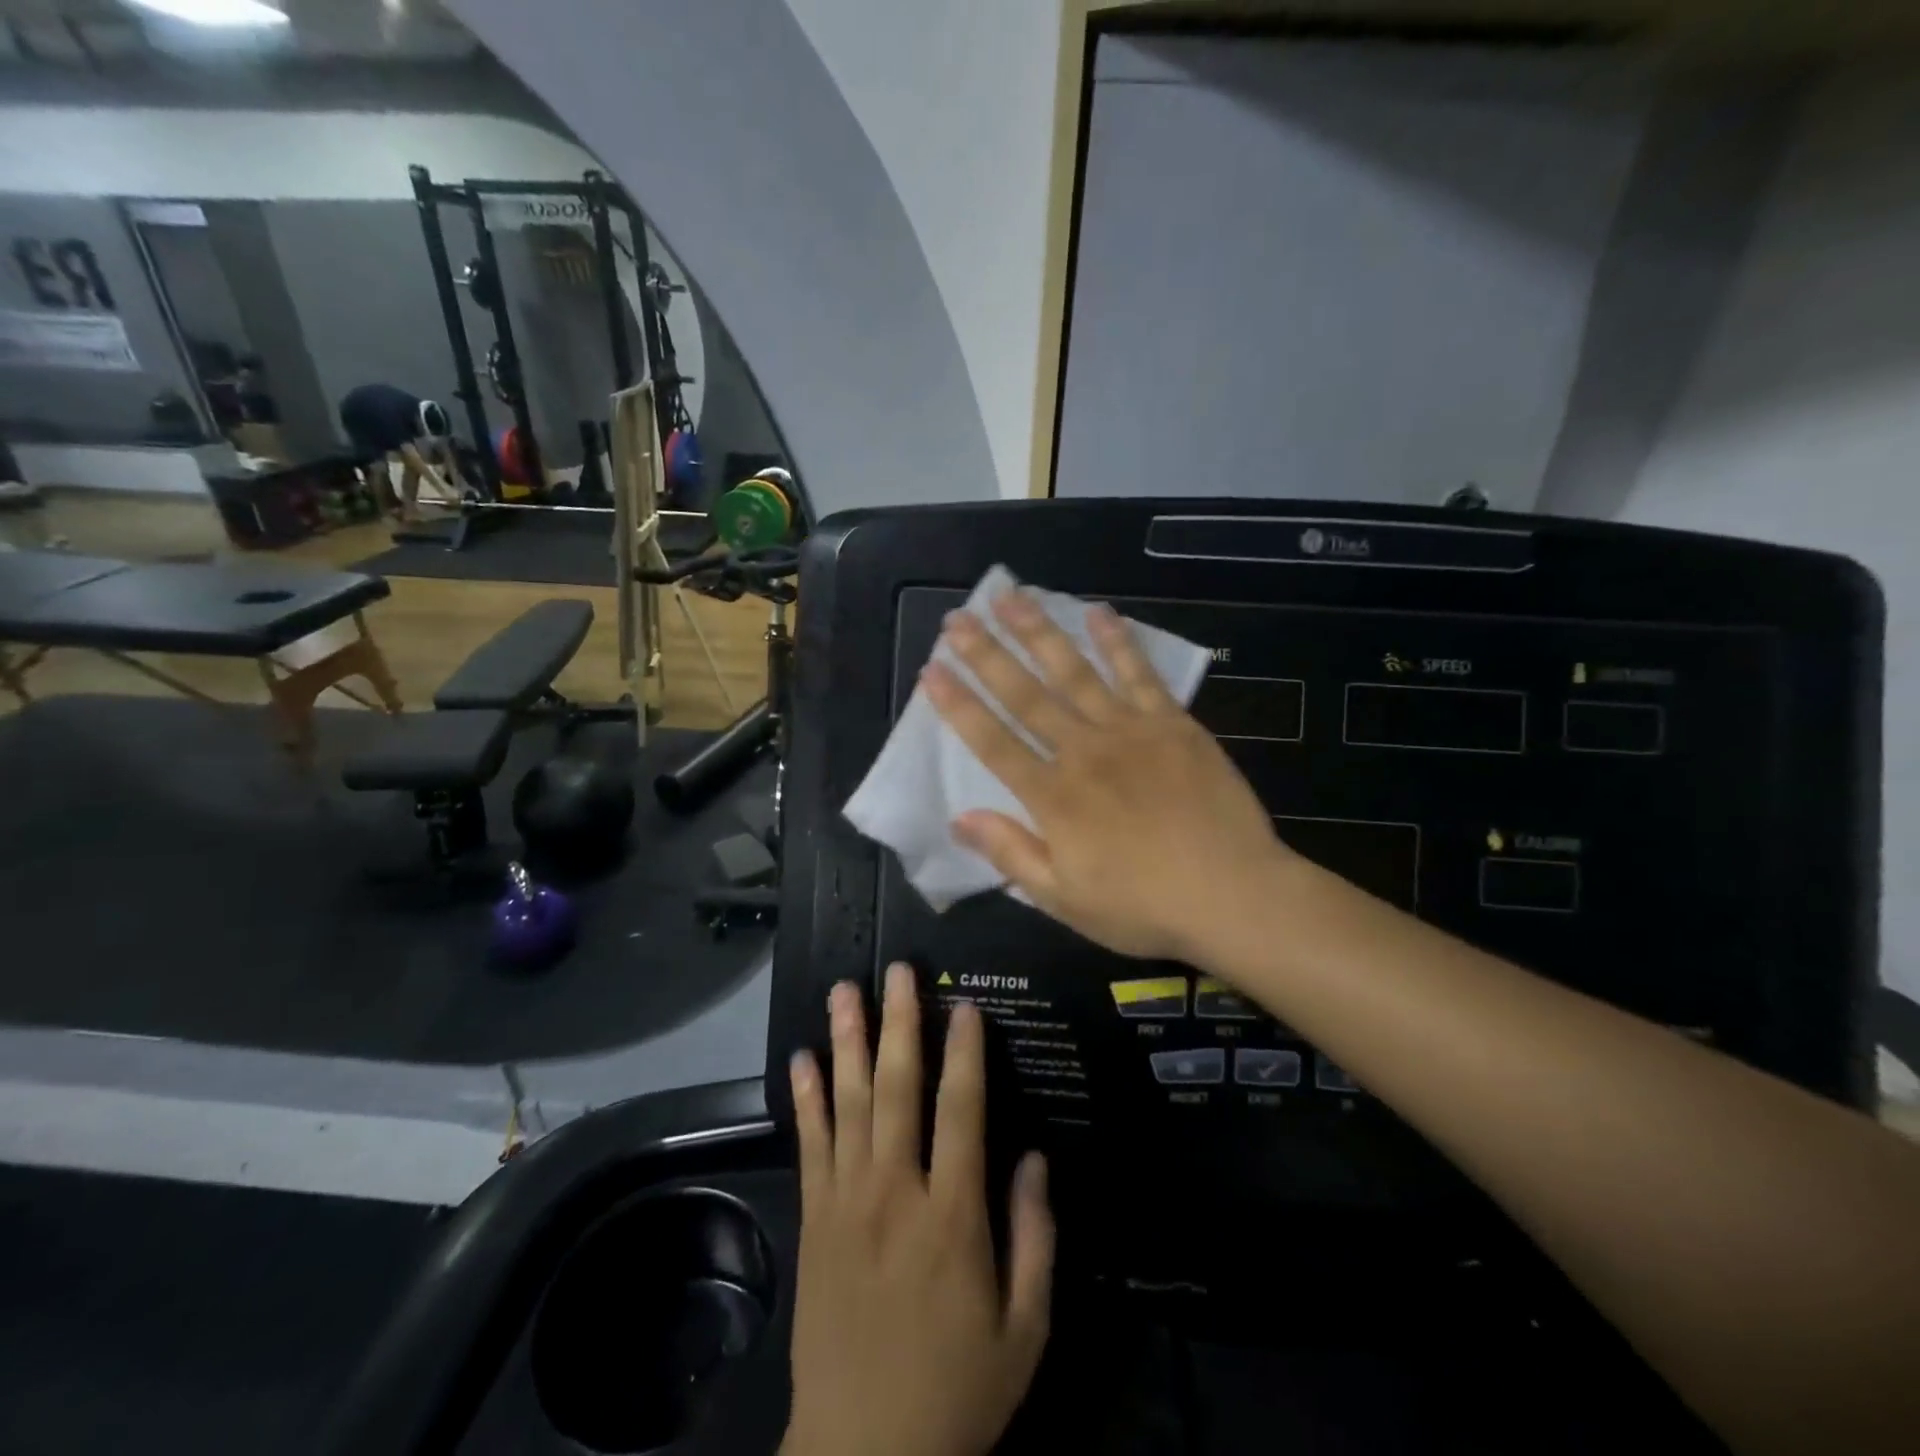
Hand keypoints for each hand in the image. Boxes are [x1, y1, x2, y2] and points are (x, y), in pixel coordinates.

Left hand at [783, 966, 1053, 1455]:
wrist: (860, 1455)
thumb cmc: (955, 1391)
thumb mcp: (1024, 1330)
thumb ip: (1034, 1238)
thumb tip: (1035, 1156)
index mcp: (952, 1216)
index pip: (961, 1111)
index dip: (965, 1052)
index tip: (965, 1004)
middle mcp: (895, 1191)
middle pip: (898, 1089)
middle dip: (900, 1022)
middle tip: (900, 971)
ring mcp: (846, 1201)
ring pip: (848, 1103)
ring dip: (847, 1041)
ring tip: (844, 991)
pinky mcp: (813, 1218)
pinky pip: (810, 1144)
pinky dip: (806, 1097)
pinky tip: (802, 1058)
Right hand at [923, 590, 1289, 962]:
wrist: (1234, 894)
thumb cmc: (1143, 906)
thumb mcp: (1064, 898)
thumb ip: (1011, 853)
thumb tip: (958, 818)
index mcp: (1054, 797)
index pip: (993, 742)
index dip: (959, 706)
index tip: (930, 670)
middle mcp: (1084, 751)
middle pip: (1026, 694)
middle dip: (987, 654)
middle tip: (958, 618)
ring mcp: (1131, 731)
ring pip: (1075, 672)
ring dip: (1039, 632)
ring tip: (1010, 596)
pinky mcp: (1172, 724)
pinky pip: (1139, 674)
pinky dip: (1117, 641)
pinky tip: (1098, 611)